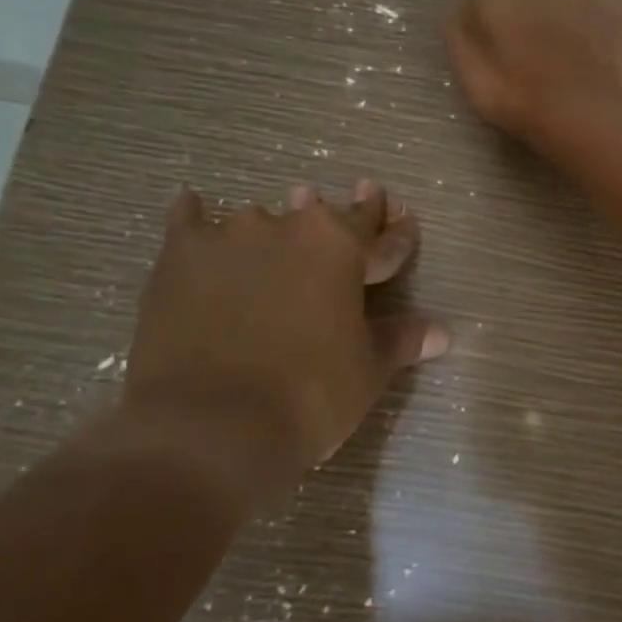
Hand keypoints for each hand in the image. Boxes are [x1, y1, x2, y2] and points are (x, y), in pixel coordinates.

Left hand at [116, 181, 446, 512]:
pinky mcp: (179, 258)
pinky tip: (195, 206)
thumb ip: (401, 340)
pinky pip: (189, 221)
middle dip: (345, 212)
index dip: (399, 232)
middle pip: (325, 215)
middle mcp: (290, 228)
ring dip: (278, 222)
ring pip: (262, 218)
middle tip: (362, 195)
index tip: (404, 216)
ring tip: (281, 219)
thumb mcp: (367, 370)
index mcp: (344, 249)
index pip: (384, 238)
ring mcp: (230, 238)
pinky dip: (196, 216)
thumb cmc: (309, 396)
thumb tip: (442, 332)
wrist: (209, 427)